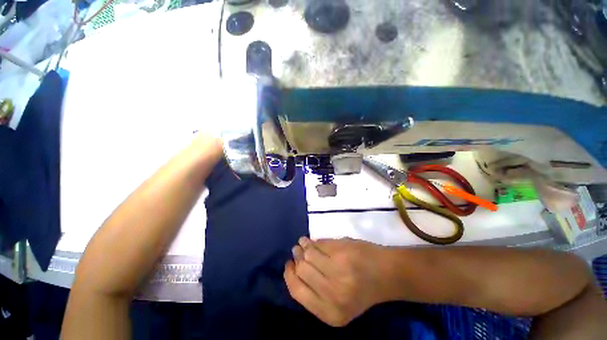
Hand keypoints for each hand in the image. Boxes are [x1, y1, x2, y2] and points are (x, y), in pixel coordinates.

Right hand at [284, 237, 391, 326]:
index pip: (297, 291)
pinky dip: (313, 241)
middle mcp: (332, 294)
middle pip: (302, 270)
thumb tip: (293, 269)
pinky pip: (319, 244)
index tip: (288, 265)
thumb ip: (314, 292)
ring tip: (302, 243)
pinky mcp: (342, 251)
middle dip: (297, 258)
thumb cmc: (361, 290)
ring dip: (303, 246)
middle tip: (296, 251)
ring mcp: (338, 270)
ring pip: (309, 254)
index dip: (290, 276)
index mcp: (330, 313)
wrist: (386, 274)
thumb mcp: (337, 304)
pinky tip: (310, 241)